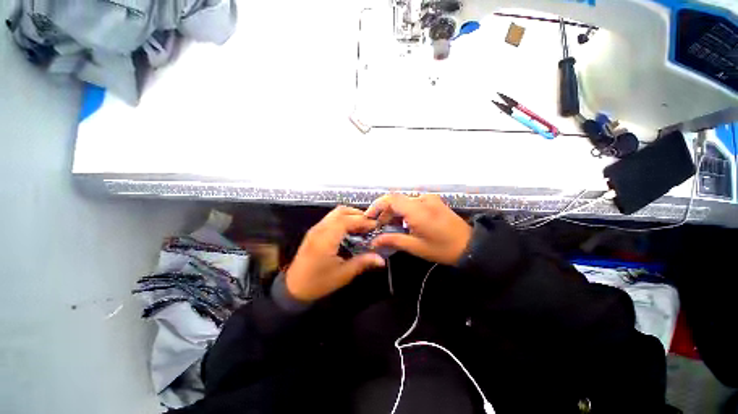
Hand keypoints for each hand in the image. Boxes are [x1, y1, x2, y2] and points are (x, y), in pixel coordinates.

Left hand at [286, 206, 385, 301]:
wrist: (293, 288)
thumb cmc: (318, 283)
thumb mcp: (343, 275)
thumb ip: (362, 262)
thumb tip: (381, 259)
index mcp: (325, 239)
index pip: (346, 220)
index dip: (362, 221)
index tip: (375, 226)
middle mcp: (319, 229)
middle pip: (340, 211)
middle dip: (358, 215)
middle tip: (370, 225)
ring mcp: (316, 229)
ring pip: (335, 213)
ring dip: (351, 215)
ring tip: (362, 226)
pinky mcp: (315, 231)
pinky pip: (331, 218)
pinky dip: (343, 219)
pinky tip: (351, 230)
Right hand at [366, 194, 471, 264]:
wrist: (470, 246)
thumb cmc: (442, 248)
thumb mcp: (416, 247)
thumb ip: (393, 240)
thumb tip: (374, 241)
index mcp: (417, 210)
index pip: (391, 199)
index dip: (377, 206)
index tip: (369, 217)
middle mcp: (422, 199)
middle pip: (396, 200)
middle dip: (384, 211)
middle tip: (379, 226)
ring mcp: (429, 199)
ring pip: (404, 201)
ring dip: (394, 211)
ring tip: (390, 226)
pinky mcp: (433, 201)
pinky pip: (413, 202)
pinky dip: (404, 211)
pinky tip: (404, 222)